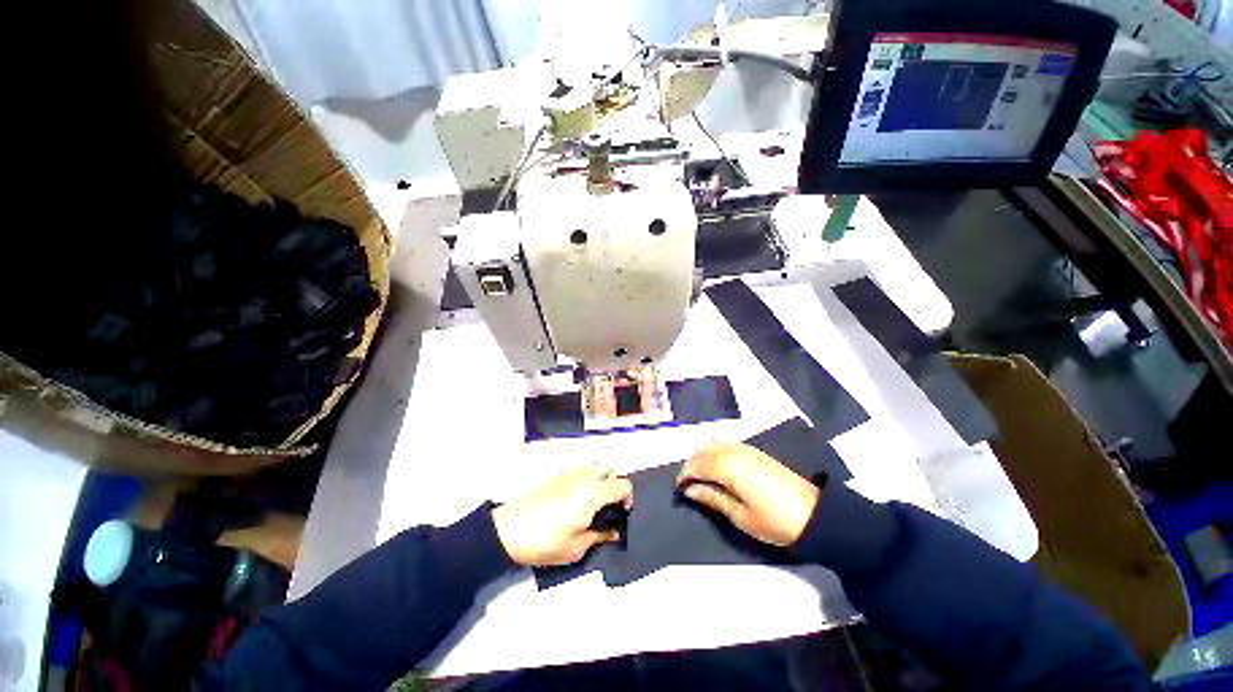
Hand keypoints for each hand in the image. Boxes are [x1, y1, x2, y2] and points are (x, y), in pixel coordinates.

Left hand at [492, 465, 633, 566]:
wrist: (509, 530)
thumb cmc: (545, 541)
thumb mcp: (577, 548)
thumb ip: (600, 536)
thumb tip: (614, 531)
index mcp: (593, 493)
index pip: (623, 484)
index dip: (629, 497)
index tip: (623, 513)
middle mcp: (584, 476)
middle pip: (610, 467)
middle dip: (616, 482)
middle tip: (610, 504)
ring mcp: (569, 473)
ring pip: (594, 467)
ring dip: (601, 479)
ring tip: (594, 503)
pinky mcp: (557, 475)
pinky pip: (580, 471)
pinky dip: (586, 480)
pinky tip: (576, 500)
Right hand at [676, 442, 819, 546]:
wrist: (814, 515)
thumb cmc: (774, 520)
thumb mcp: (739, 515)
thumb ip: (712, 498)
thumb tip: (690, 490)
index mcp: (727, 465)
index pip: (696, 465)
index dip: (684, 476)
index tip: (679, 491)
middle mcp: (734, 450)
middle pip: (703, 451)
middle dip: (692, 465)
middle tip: (689, 486)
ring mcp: (746, 448)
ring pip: (714, 445)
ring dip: (703, 458)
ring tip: (702, 479)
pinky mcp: (755, 451)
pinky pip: (726, 445)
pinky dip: (716, 454)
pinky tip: (719, 470)